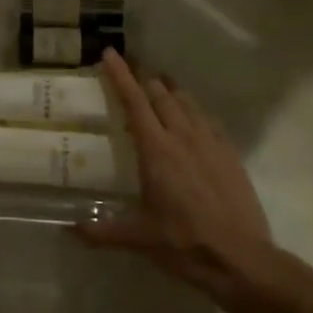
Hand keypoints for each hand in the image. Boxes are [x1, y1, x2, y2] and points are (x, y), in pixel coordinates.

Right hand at [81, 51, 286, 310]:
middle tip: (130, 68)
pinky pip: (208, 120)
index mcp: (157, 150)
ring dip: (170, 90)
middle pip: (161, 95)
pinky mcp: (230, 155)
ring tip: (159, 84)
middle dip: (144, 77)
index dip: (120, 75)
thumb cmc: (184, 243)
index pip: (134, 102)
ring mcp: (211, 144)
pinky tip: (192, 118)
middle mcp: (183, 137)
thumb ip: (102, 231)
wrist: (242, 259)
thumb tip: (69, 230)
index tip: (110, 53)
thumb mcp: (138, 238)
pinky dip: (193, 111)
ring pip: (187, 103)